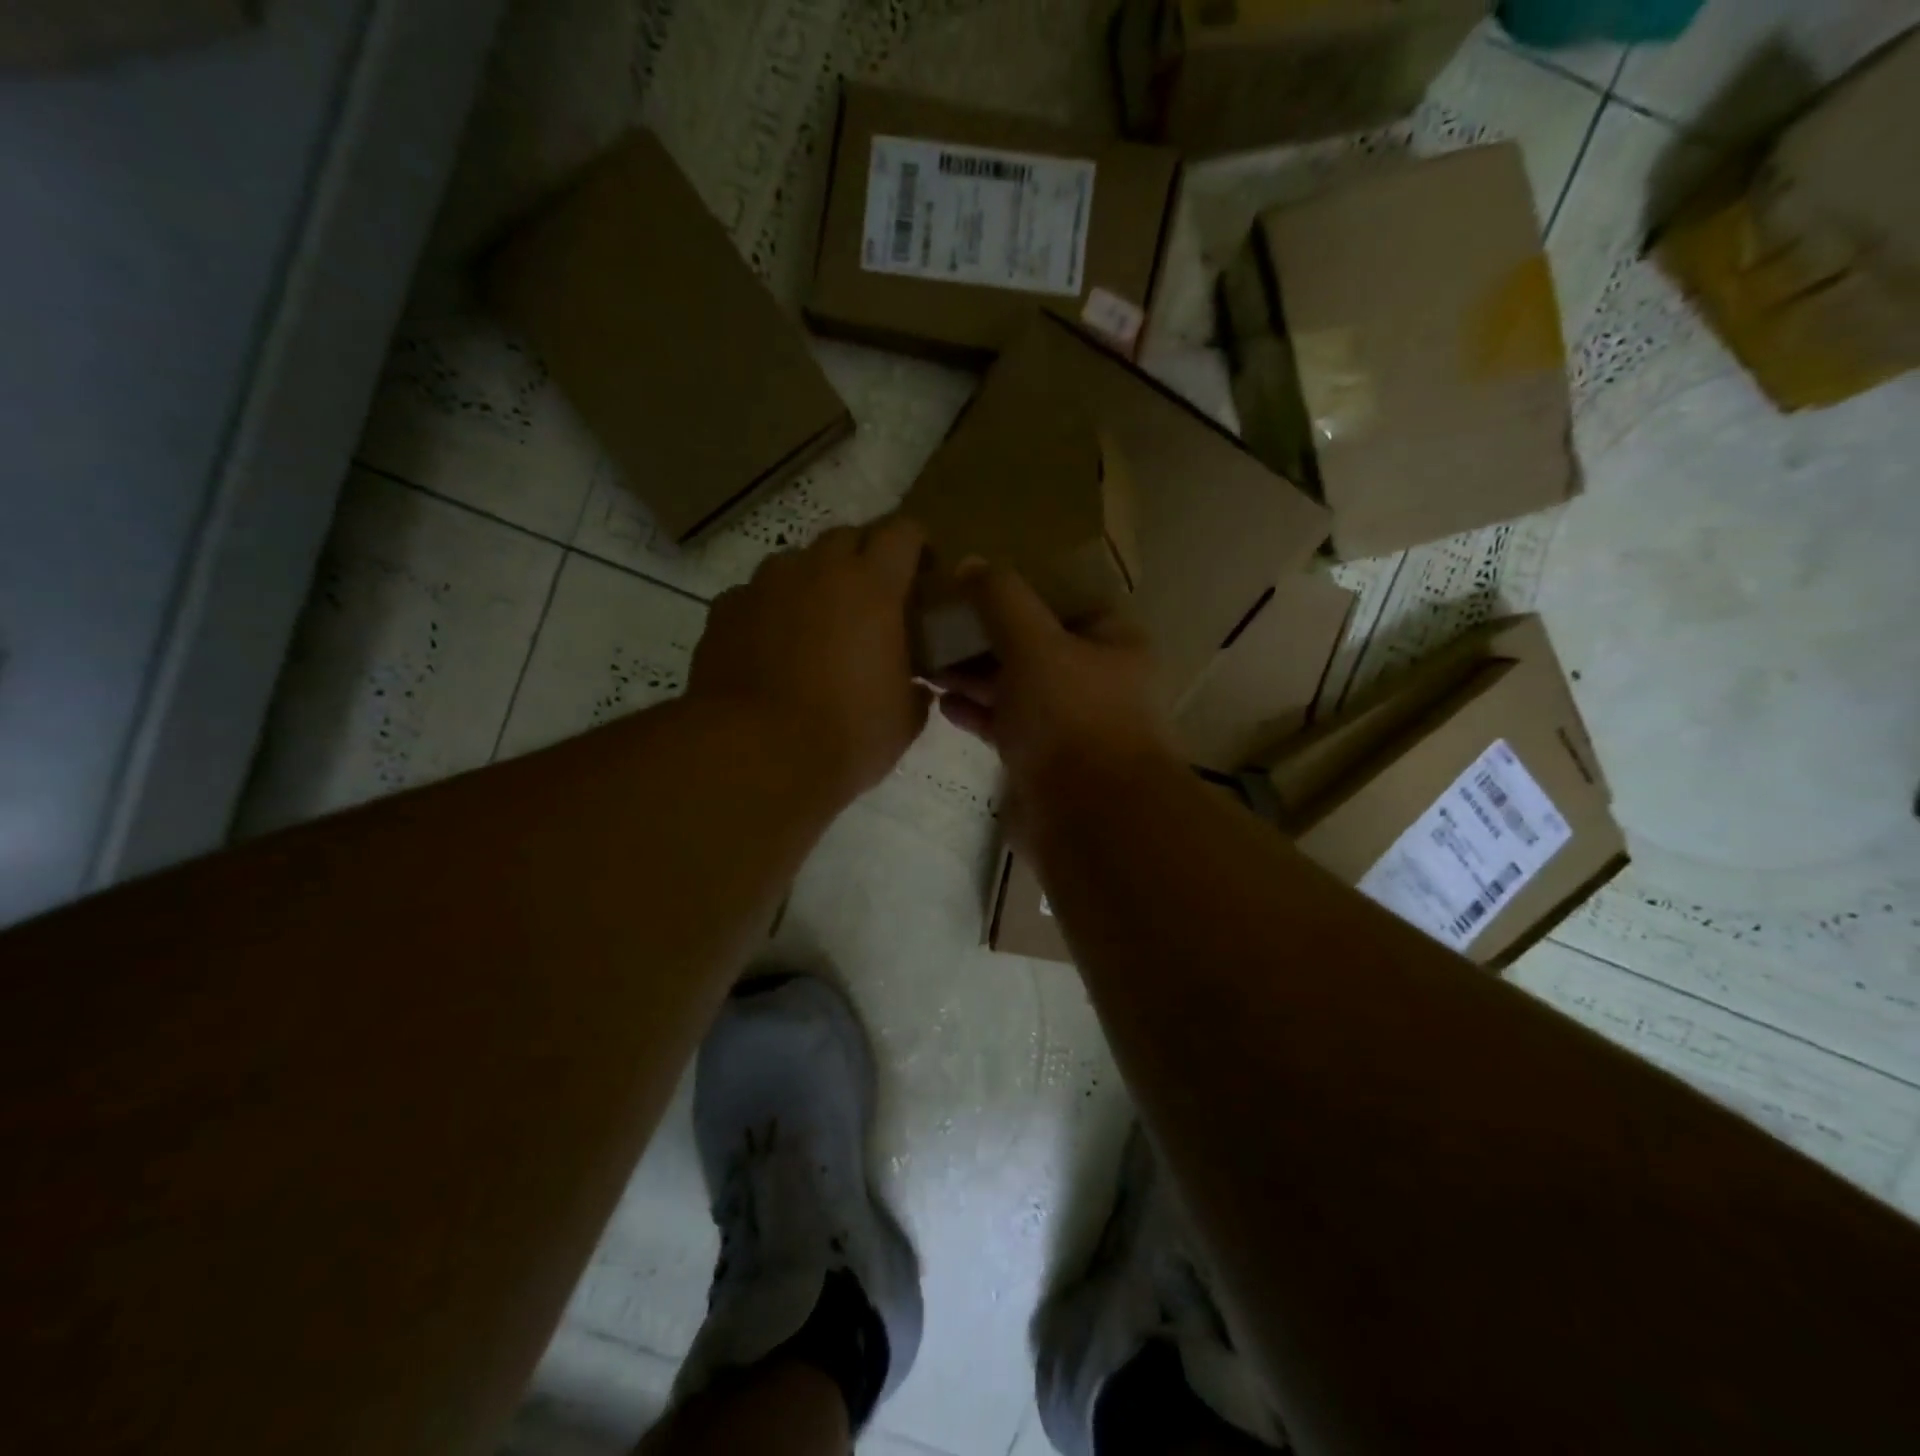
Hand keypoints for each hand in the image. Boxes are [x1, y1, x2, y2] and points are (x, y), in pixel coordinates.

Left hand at [688, 518, 931, 804]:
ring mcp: (764, 586)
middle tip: (872, 598)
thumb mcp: (903, 720)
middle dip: (865, 557)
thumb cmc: (845, 735)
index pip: (902, 532)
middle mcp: (817, 570)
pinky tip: (771, 646)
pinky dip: (771, 610)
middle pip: (847, 536)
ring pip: (796, 561)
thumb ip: (915, 690)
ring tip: (817, 622)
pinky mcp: (725, 610)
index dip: (917, 544)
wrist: (754, 756)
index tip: (923, 570)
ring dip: (814, 580)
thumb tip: (914, 686)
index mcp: (872, 587)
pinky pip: (755, 594)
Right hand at [935, 562, 1176, 804]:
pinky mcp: (1044, 762)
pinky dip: (978, 713)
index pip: (1064, 602)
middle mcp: (1096, 680)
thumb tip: (970, 563)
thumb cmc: (1070, 716)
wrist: (1088, 819)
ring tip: (927, 663)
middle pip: (1034, 646)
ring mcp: (1070, 724)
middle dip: (985, 637)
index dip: (1019, 592)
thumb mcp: (1034, 643)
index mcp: (1112, 643)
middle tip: (935, 627)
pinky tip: (943, 704)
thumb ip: (1001, 599)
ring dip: (974, 676)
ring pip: (1017, 687)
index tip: (971, 588)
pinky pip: (1006, 726)